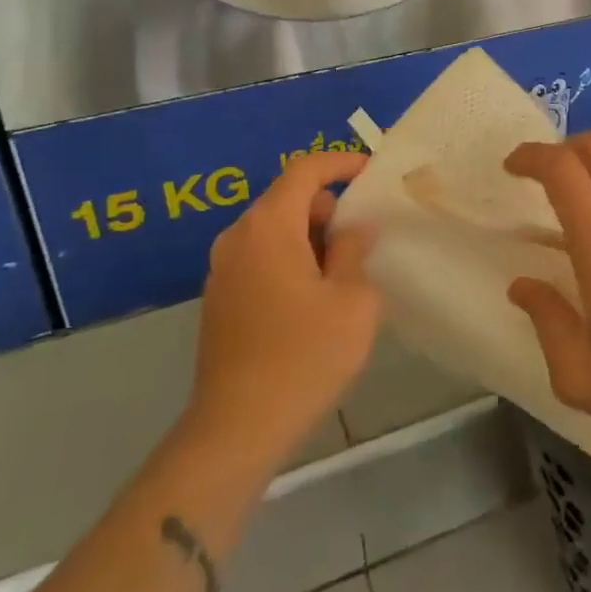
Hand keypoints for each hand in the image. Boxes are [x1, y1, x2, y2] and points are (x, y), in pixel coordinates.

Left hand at [187, 152, 380, 467]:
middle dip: (328, 207)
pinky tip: (313, 297)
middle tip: (364, 234)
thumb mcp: (352, 301)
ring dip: (309, 236)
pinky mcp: (219, 298)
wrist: (236, 428)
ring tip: (343, 270)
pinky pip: (259, 257)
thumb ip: (354, 252)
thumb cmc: (304, 357)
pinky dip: (289, 258)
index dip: (340, 162)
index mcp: (269, 226)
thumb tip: (352, 230)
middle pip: (287, 199)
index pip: (305, 170)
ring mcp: (222, 269)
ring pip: (273, 230)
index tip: (371, 172)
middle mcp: (237, 237)